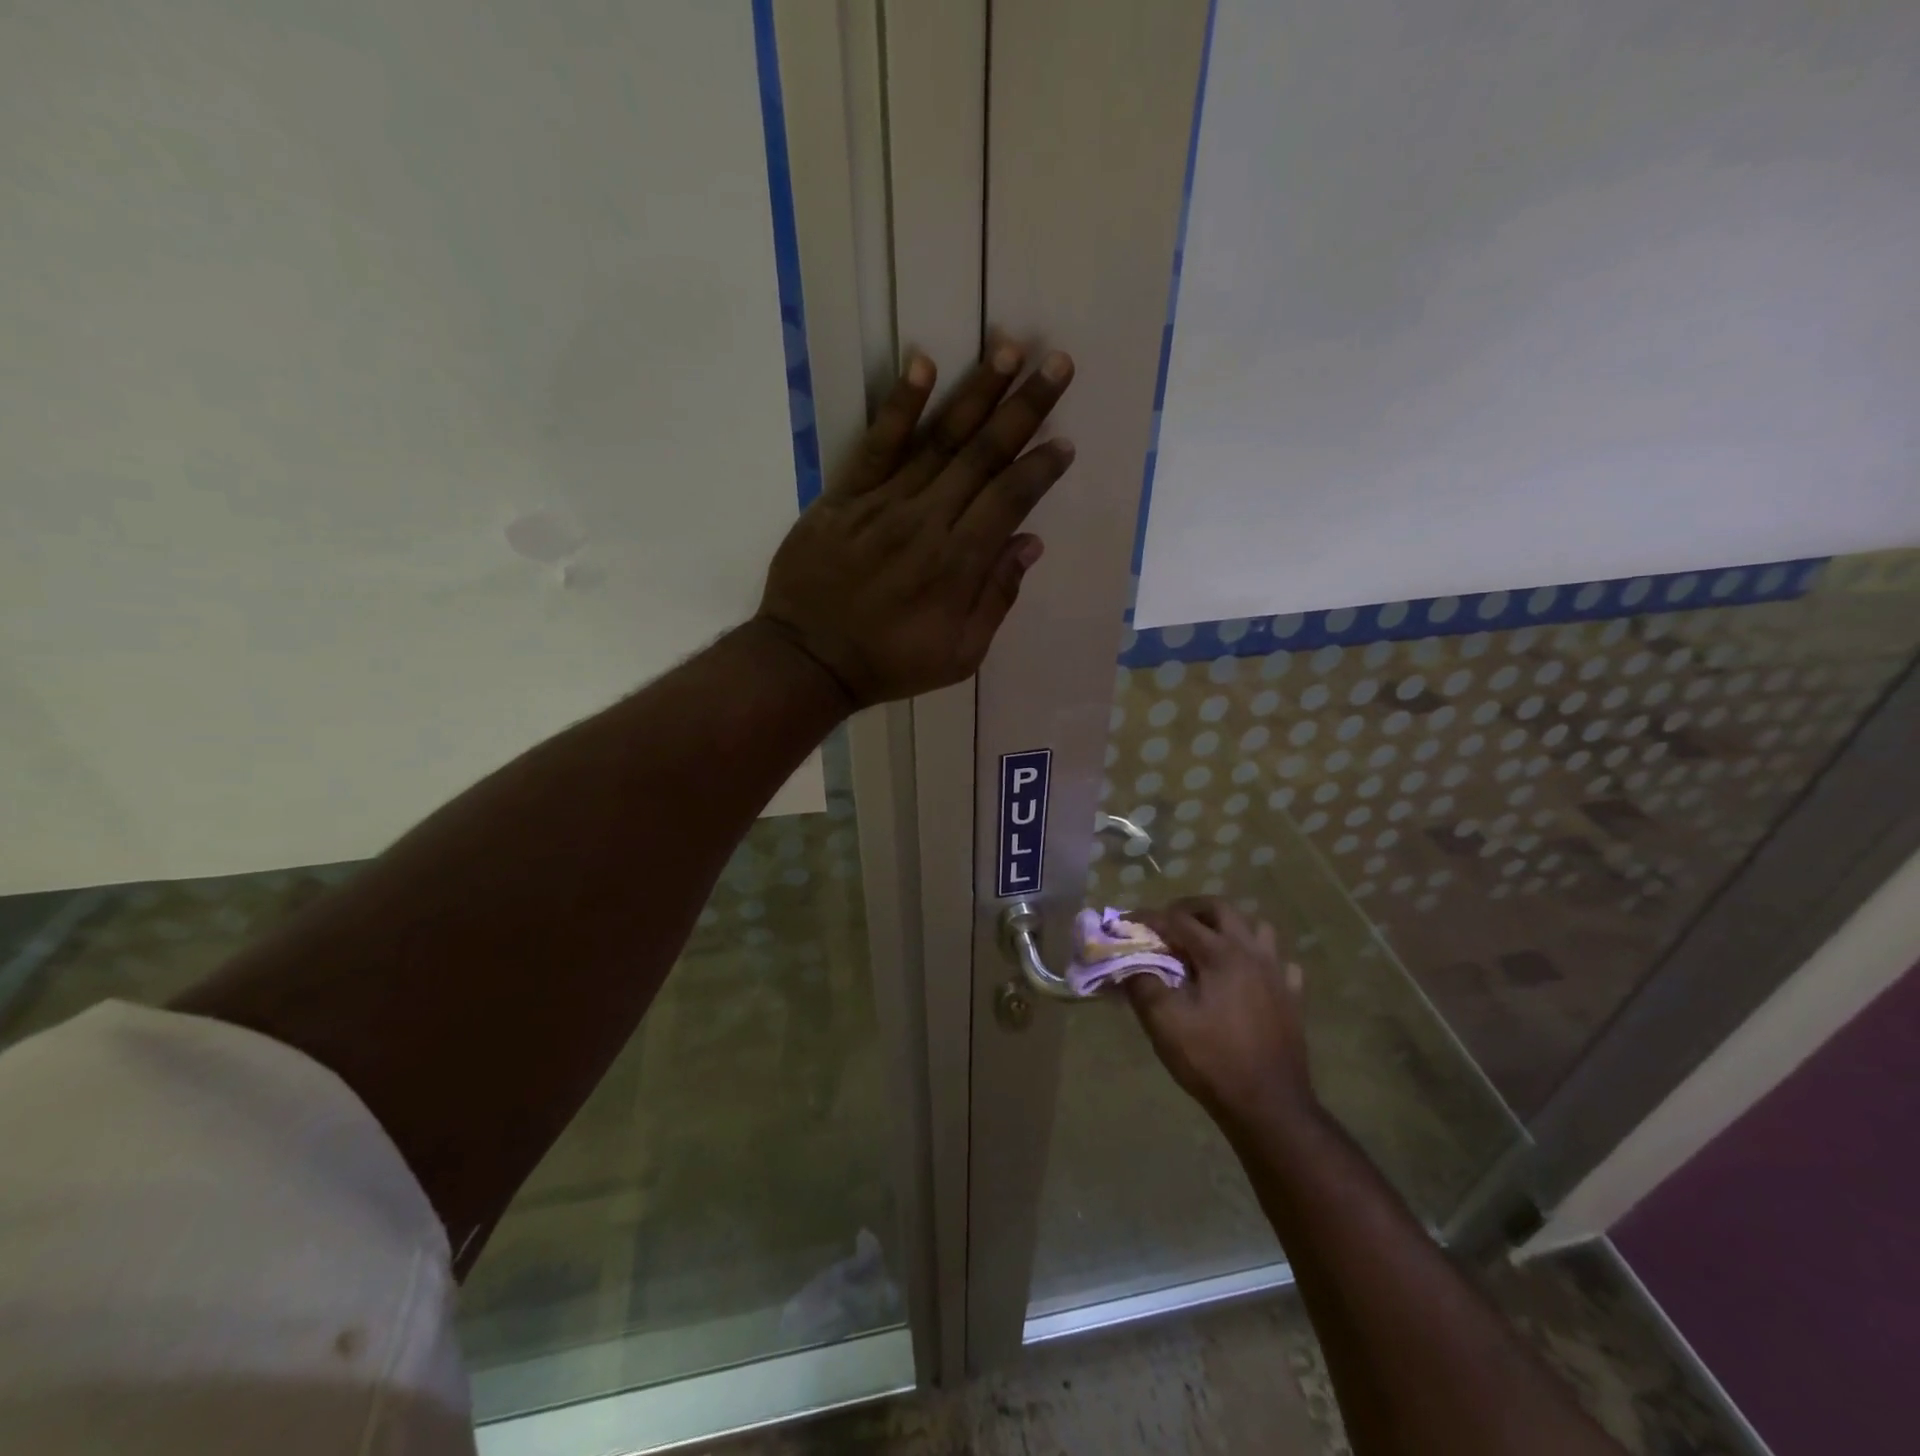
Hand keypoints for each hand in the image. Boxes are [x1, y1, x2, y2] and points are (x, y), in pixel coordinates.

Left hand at [756, 341, 1075, 707]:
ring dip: (977, 392)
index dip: (1040, 468)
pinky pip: (876, 444)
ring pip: (938, 439)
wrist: (809, 660)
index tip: (1065, 441)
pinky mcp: (845, 497)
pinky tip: (923, 364)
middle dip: (1025, 408)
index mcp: (958, 563)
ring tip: (1008, 347)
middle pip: (983, 455)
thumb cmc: (890, 663)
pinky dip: (900, 405)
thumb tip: (1029, 543)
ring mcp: (883, 503)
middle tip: (1058, 363)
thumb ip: (996, 598)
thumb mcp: (960, 655)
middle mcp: (927, 521)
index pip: (1009, 499)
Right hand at [1126, 897, 1316, 1132]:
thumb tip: (1127, 961)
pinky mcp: (1292, 998)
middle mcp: (1252, 953)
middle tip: (1168, 924)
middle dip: (1190, 909)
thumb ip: (1141, 983)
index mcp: (1220, 954)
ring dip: (1229, 928)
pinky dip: (1259, 959)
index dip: (1148, 918)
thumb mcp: (1164, 1022)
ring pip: (1256, 928)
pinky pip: (1279, 963)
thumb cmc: (1212, 1060)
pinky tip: (1246, 976)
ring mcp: (1277, 974)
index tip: (1125, 924)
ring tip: (1206, 945)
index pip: (1178, 920)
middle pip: (1221, 909)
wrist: (1268, 1107)